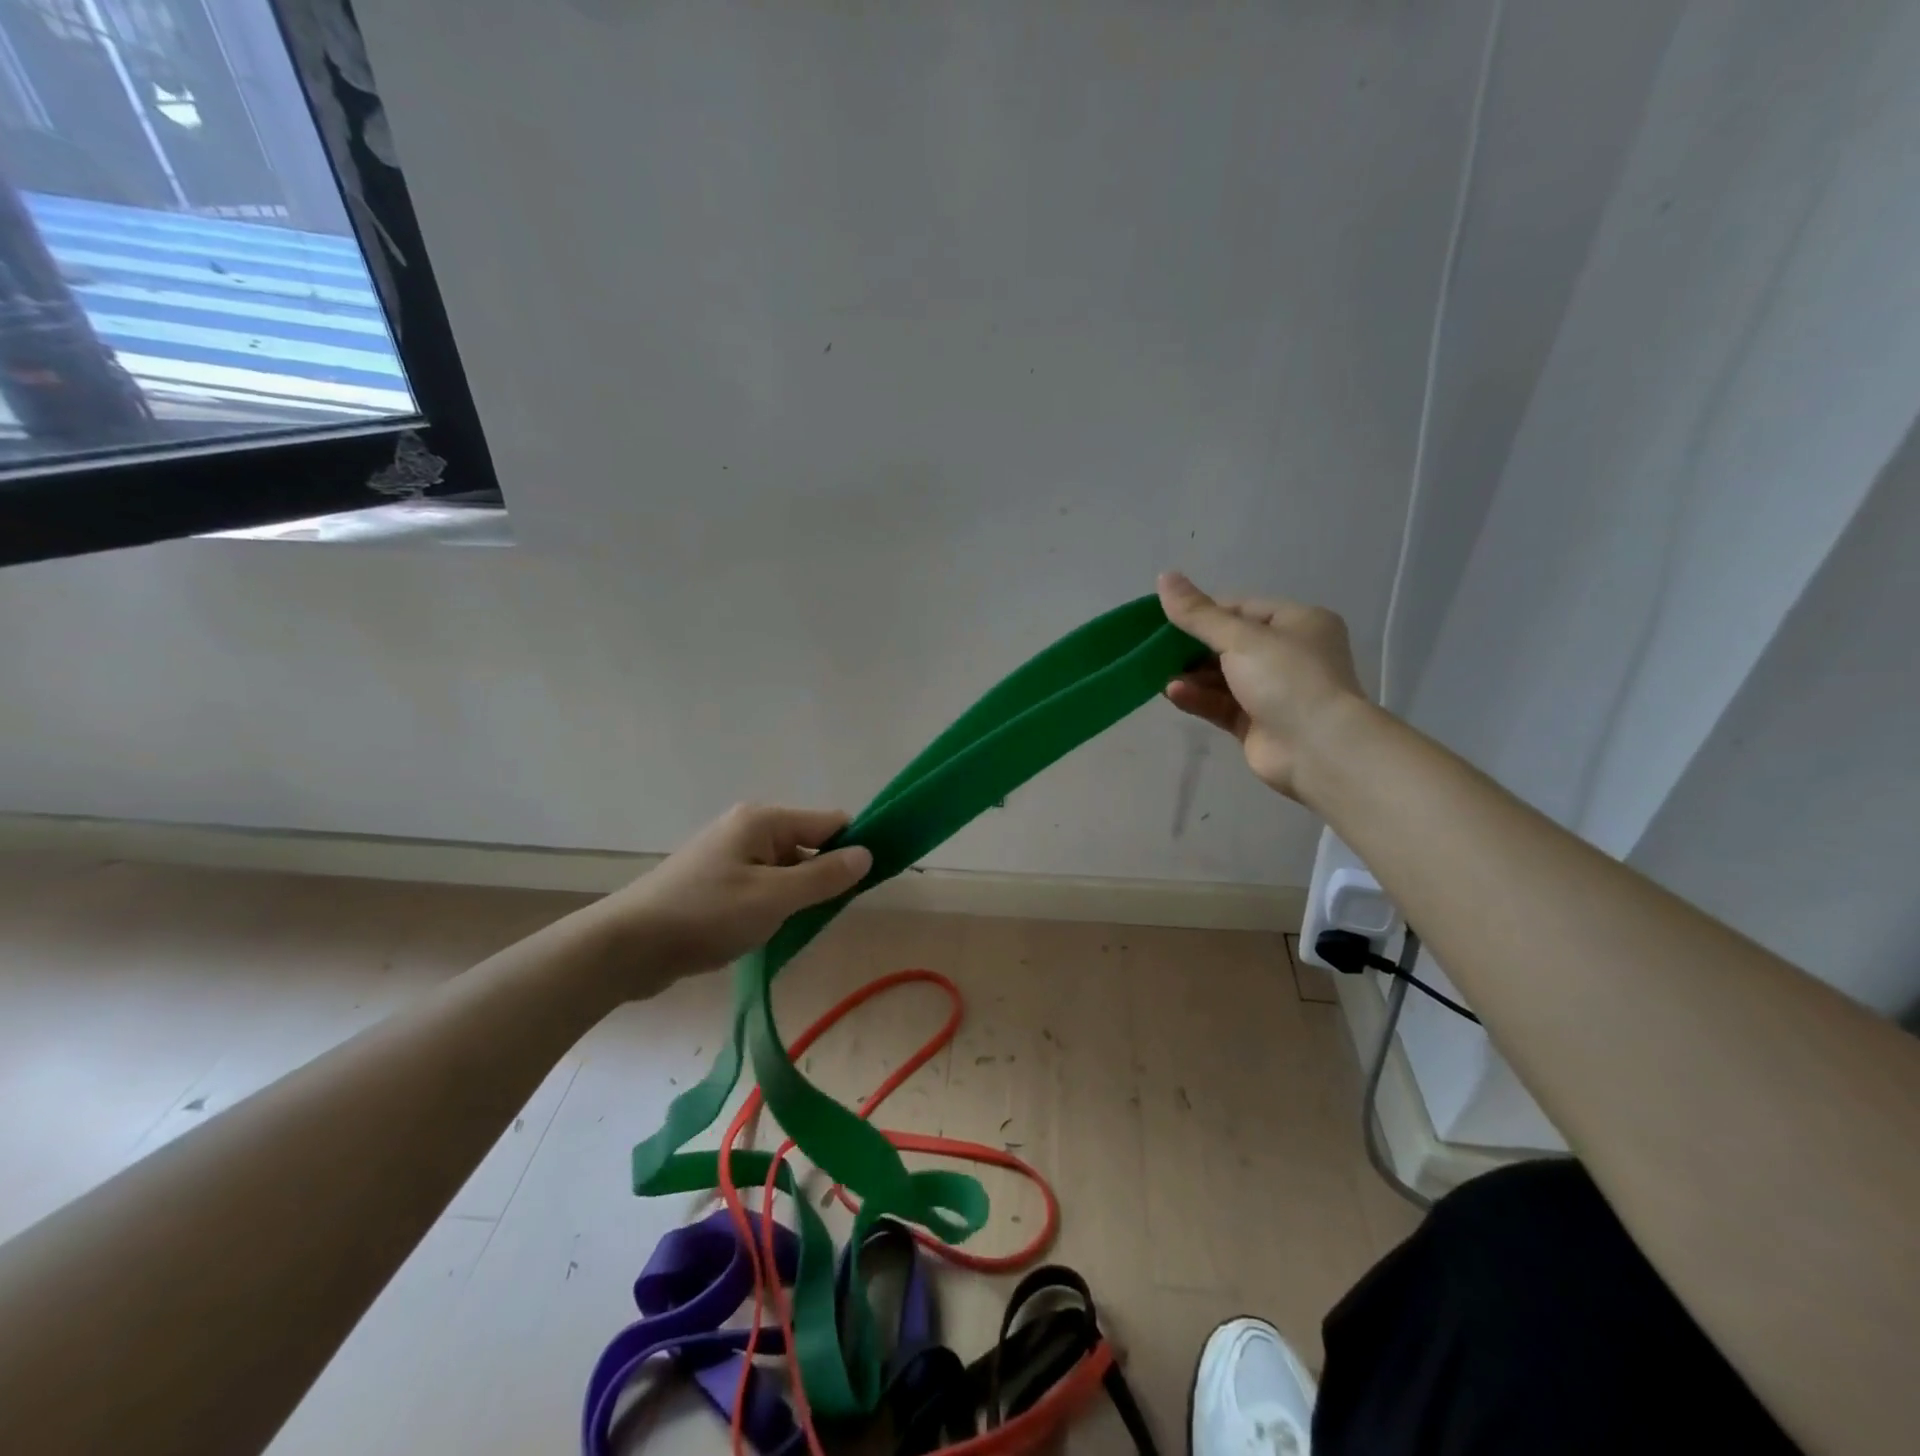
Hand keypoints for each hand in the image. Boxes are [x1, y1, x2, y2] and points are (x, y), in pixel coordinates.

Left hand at [591, 804, 872, 992]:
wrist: (627, 946)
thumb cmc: (705, 915)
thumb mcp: (774, 898)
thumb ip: (824, 876)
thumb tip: (868, 853)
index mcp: (763, 821)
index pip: (831, 822)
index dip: (855, 847)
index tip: (870, 882)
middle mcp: (748, 828)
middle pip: (809, 844)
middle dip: (824, 876)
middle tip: (825, 914)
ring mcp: (729, 855)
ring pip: (786, 868)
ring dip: (798, 895)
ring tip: (793, 928)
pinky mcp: (716, 881)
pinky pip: (763, 884)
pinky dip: (773, 904)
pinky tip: (768, 931)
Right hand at [1157, 571, 1368, 802]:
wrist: (1319, 749)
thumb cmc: (1287, 679)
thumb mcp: (1241, 638)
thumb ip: (1199, 614)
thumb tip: (1164, 577)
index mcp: (1297, 623)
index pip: (1241, 609)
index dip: (1203, 612)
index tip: (1165, 617)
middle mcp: (1288, 654)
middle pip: (1228, 643)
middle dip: (1191, 648)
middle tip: (1155, 648)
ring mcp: (1272, 691)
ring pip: (1221, 676)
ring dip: (1191, 675)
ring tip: (1160, 675)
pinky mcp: (1256, 723)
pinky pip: (1220, 704)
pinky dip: (1198, 698)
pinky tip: (1174, 694)